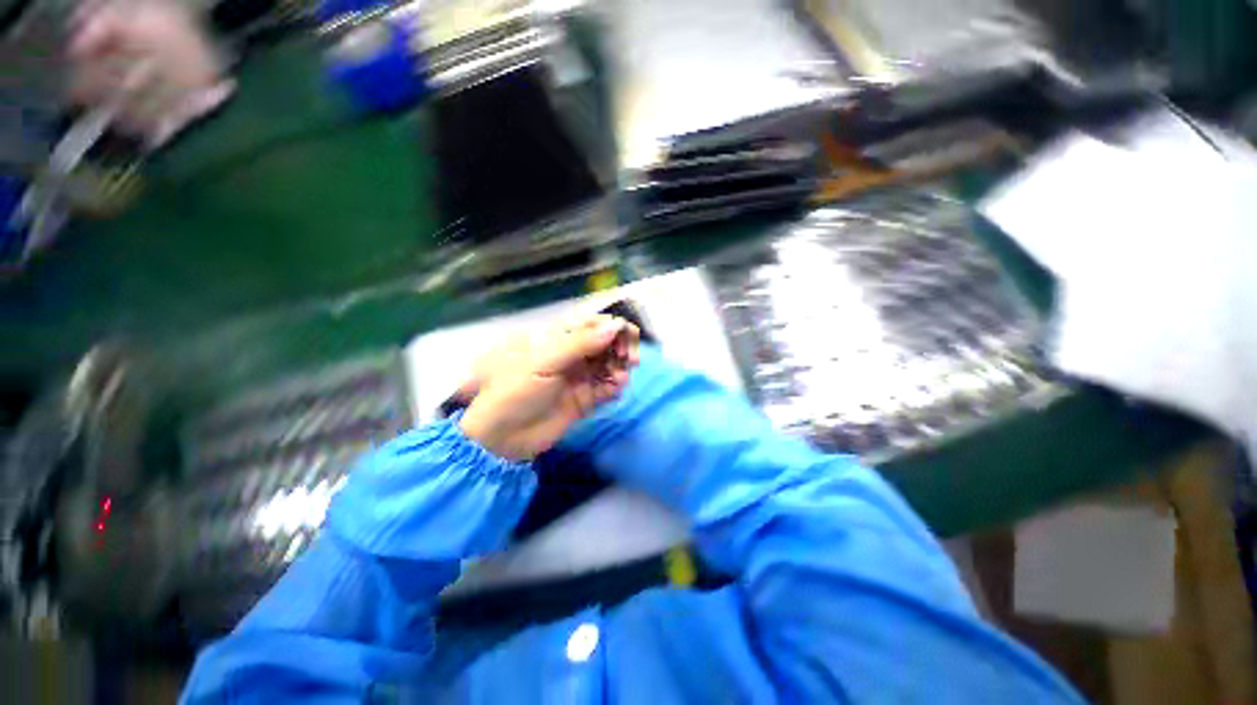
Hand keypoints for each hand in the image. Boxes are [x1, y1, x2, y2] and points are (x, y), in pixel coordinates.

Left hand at [458, 315, 640, 460]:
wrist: (503, 437)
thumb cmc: (516, 391)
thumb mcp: (545, 362)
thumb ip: (581, 343)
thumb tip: (615, 326)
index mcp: (560, 339)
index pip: (594, 324)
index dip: (614, 327)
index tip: (628, 336)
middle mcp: (574, 354)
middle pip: (608, 343)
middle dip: (622, 347)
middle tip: (630, 359)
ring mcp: (581, 377)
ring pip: (611, 364)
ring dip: (621, 367)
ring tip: (621, 377)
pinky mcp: (587, 398)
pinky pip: (608, 387)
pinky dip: (616, 385)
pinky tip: (616, 388)